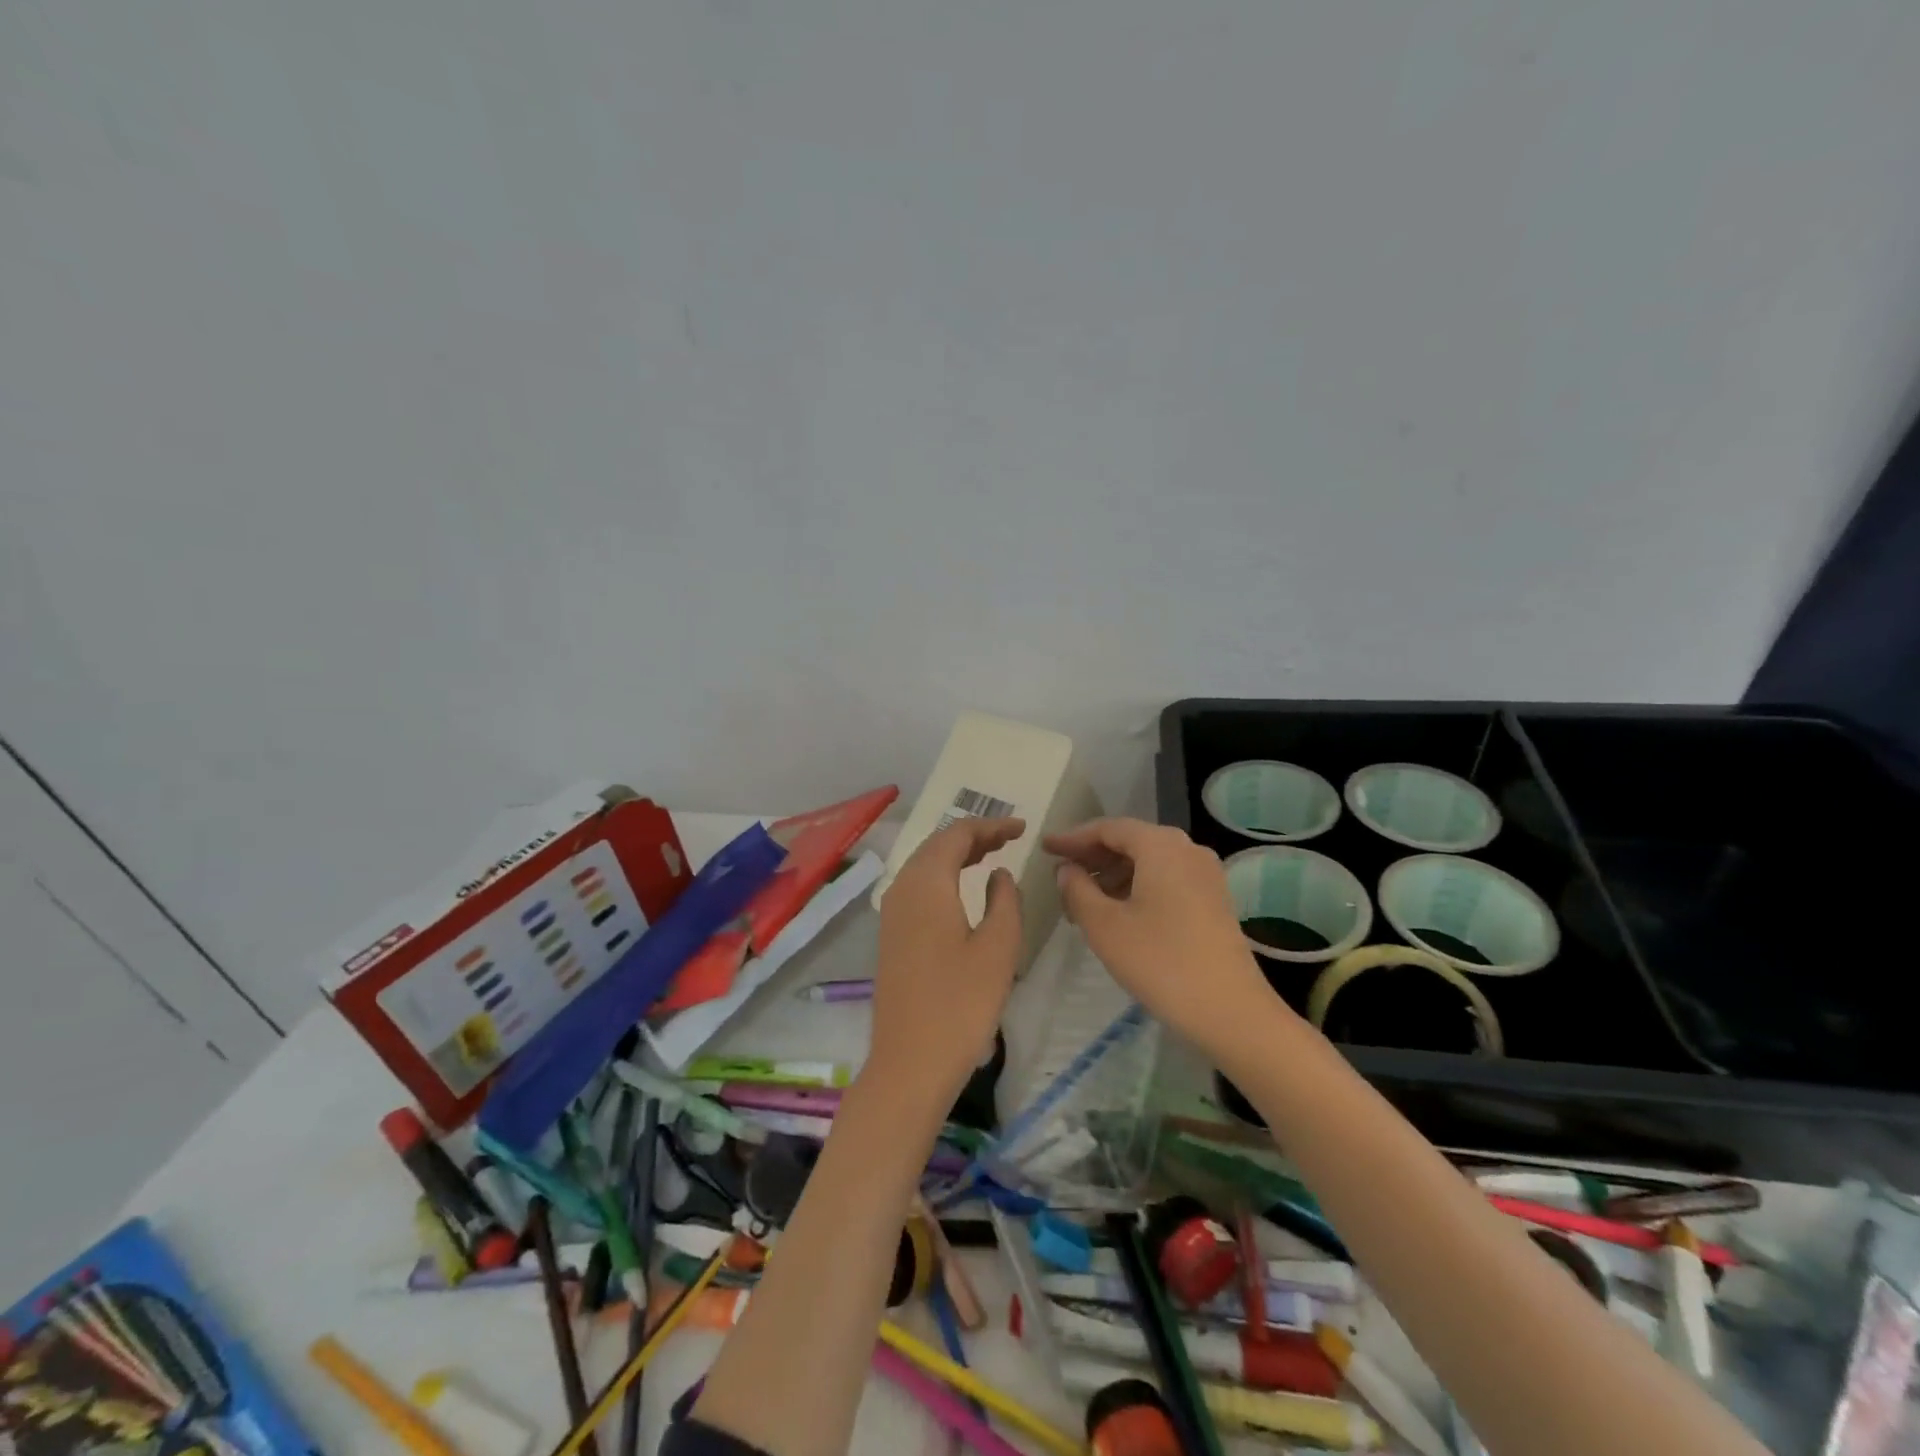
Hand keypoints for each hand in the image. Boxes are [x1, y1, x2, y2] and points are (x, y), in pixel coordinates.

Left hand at [867, 817, 1025, 1108]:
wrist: (910, 1063)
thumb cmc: (961, 1004)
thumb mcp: (998, 948)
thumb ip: (1005, 900)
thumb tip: (999, 875)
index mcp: (927, 884)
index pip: (957, 834)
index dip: (990, 826)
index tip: (1022, 828)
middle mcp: (902, 889)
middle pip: (937, 845)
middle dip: (973, 836)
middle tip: (1009, 839)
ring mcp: (892, 913)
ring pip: (925, 865)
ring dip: (956, 855)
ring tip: (991, 856)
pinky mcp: (891, 936)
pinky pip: (918, 887)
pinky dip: (943, 876)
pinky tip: (963, 891)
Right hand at [1046, 818, 1286, 1054]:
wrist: (1230, 1011)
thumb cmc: (1160, 962)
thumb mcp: (1104, 926)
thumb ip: (1078, 890)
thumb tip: (1067, 870)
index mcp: (1160, 845)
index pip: (1108, 828)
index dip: (1073, 838)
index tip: (1046, 848)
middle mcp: (1187, 849)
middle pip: (1131, 841)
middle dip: (1093, 856)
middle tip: (1061, 873)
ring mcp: (1206, 874)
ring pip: (1149, 861)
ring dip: (1113, 874)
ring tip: (1082, 899)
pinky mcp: (1214, 899)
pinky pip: (1166, 878)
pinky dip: (1137, 886)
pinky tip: (1117, 912)